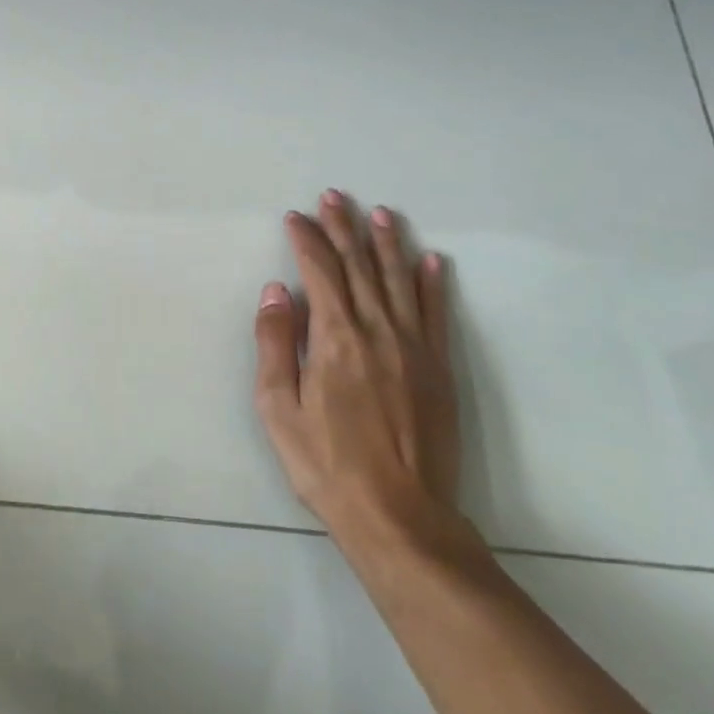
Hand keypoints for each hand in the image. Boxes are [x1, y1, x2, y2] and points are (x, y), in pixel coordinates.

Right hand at [254, 190, 467, 553]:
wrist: (400, 516)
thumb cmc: (328, 464)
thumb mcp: (279, 409)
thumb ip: (275, 343)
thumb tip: (276, 291)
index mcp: (334, 337)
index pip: (320, 270)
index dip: (306, 239)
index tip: (296, 217)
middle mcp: (376, 329)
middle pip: (358, 265)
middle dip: (342, 227)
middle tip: (334, 197)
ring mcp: (413, 347)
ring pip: (398, 279)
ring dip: (386, 243)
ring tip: (379, 213)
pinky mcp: (438, 367)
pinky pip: (435, 313)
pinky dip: (432, 283)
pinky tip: (431, 259)